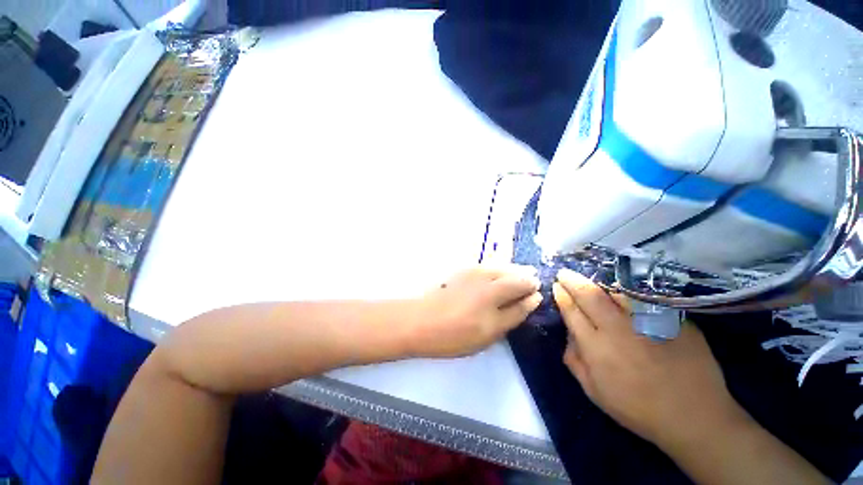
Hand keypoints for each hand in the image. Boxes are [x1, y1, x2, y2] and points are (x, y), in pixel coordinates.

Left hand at [409, 265, 541, 357]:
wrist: (422, 320)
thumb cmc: (456, 334)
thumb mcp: (489, 333)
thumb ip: (513, 314)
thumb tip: (533, 299)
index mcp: (495, 294)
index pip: (524, 288)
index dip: (533, 292)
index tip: (535, 296)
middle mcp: (488, 278)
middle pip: (516, 273)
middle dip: (527, 279)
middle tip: (530, 287)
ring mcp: (475, 271)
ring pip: (503, 267)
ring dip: (514, 273)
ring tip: (517, 281)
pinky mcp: (465, 269)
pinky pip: (490, 265)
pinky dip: (499, 270)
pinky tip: (498, 277)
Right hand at [553, 269, 745, 448]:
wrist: (694, 416)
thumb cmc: (638, 408)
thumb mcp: (594, 392)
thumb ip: (574, 361)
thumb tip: (568, 334)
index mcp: (596, 347)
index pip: (572, 312)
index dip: (562, 296)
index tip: (556, 286)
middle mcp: (618, 329)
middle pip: (589, 295)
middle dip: (572, 280)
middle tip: (564, 272)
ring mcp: (647, 322)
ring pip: (616, 292)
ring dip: (599, 283)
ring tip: (591, 280)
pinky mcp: (672, 320)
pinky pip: (644, 299)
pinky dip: (628, 292)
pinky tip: (622, 291)